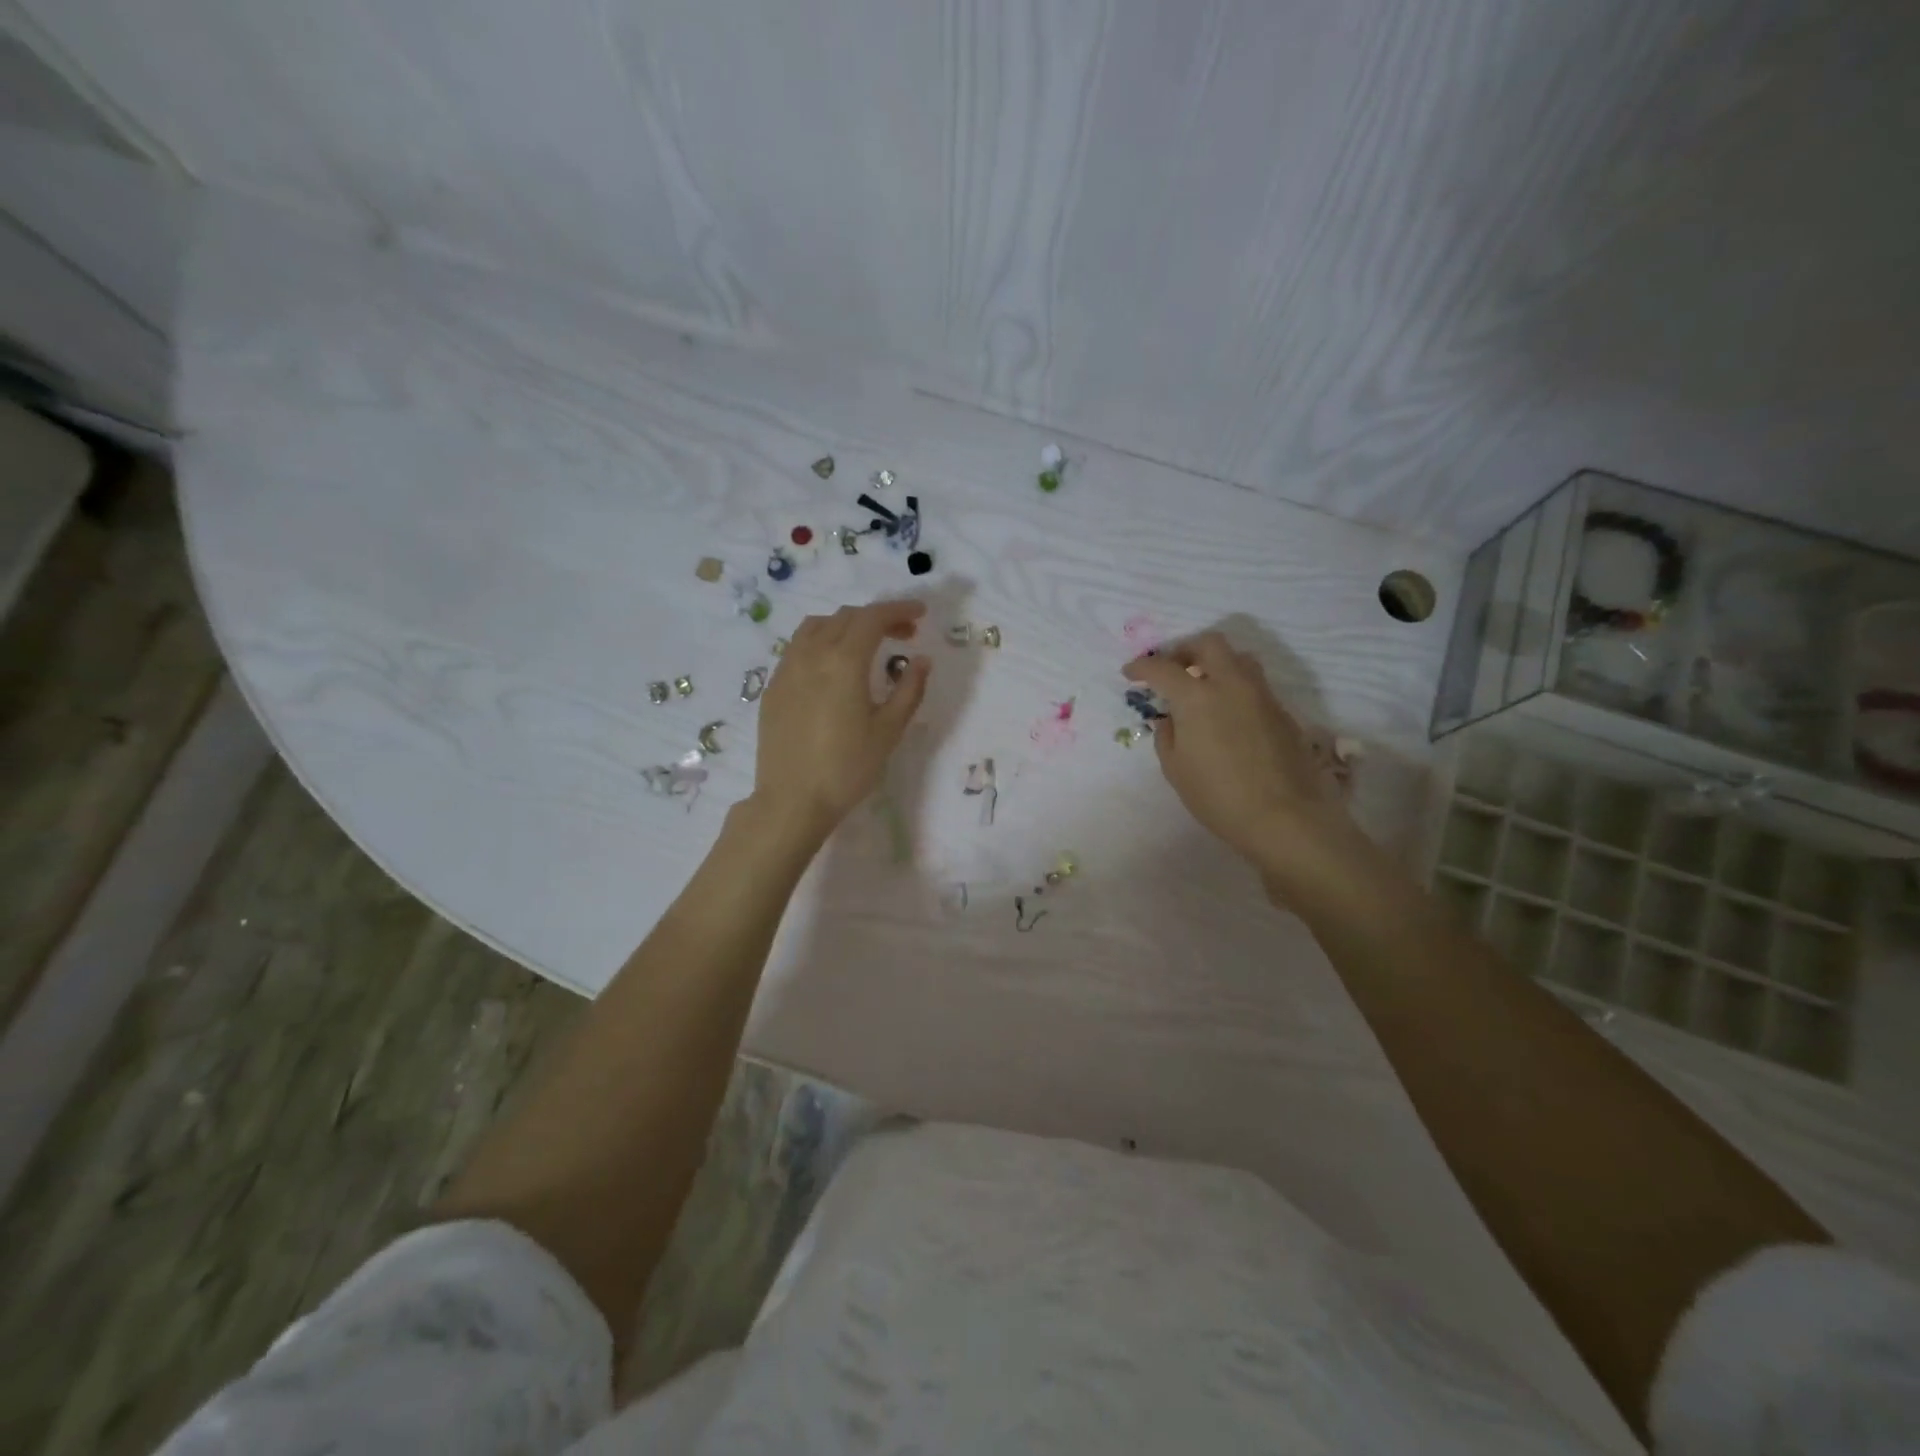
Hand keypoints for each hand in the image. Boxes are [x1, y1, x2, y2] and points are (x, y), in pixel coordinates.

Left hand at [750, 599, 929, 845]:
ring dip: (846, 625)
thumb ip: (909, 689)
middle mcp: (811, 654)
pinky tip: (833, 667)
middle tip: (903, 634)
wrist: (792, 800)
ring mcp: (787, 669)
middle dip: (877, 618)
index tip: (920, 614)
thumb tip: (921, 660)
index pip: (872, 618)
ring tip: (866, 645)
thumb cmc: (847, 768)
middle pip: (846, 617)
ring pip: (817, 626)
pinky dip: (822, 642)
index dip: (898, 610)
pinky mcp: (773, 687)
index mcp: (843, 661)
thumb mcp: (889, 730)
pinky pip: (798, 647)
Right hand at [1123, 632, 1370, 898]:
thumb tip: (1170, 720)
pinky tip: (1227, 714)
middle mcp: (1232, 684)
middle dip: (1185, 650)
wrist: (1285, 817)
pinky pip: (1254, 684)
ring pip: (1239, 658)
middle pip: (1209, 644)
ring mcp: (1262, 695)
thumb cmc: (1219, 796)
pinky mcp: (1283, 712)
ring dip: (1216, 662)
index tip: (1131, 672)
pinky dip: (1235, 687)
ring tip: (1202, 686)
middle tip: (1171, 669)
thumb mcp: (1176, 770)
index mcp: (1197, 696)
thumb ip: (1167, 737)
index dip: (1142, 666)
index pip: (1162, 668)